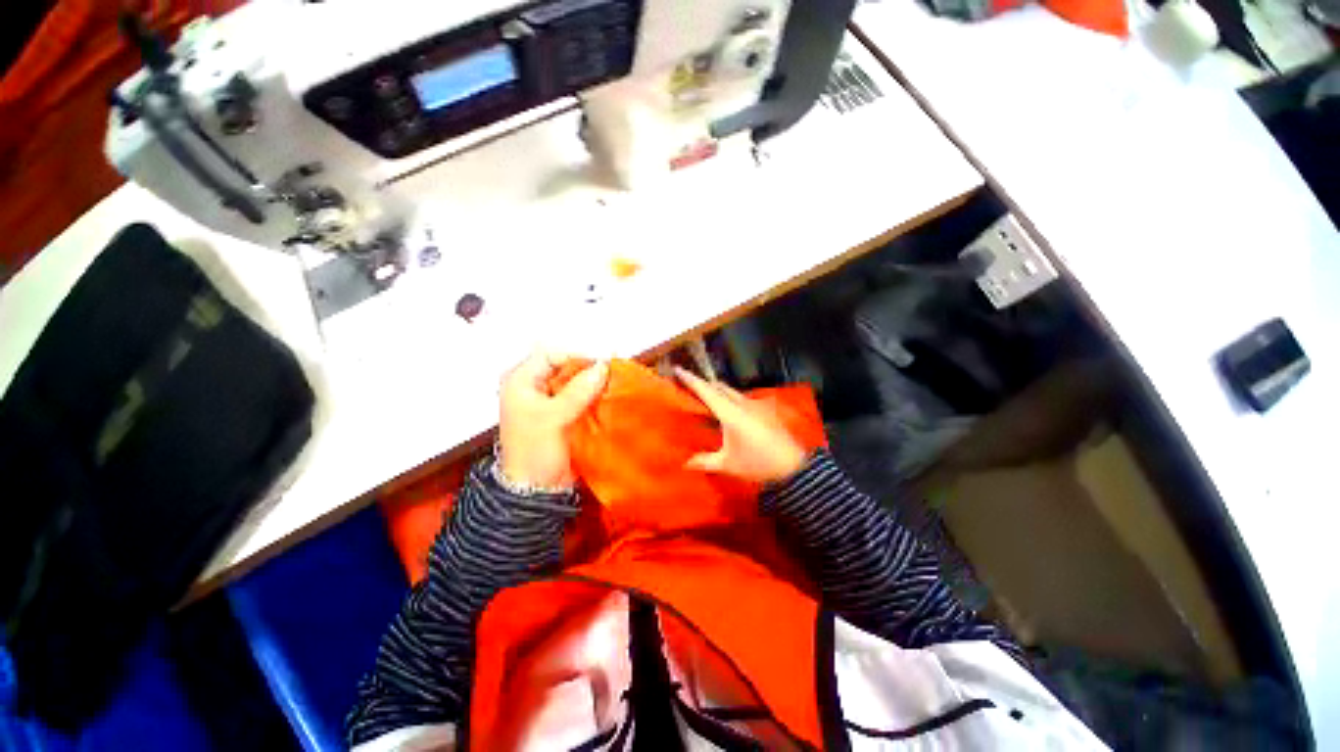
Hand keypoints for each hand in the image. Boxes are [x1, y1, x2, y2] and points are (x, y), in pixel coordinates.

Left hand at [498, 352, 608, 489]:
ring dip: (594, 385)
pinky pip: (583, 398)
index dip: (577, 357)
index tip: (601, 365)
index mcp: (522, 381)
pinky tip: (609, 400)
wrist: (537, 489)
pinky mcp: (564, 414)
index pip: (552, 355)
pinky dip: (595, 398)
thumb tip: (603, 366)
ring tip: (614, 387)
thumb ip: (578, 390)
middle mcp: (536, 387)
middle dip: (589, 371)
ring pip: (577, 383)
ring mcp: (551, 401)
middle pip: (567, 368)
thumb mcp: (553, 417)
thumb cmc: (534, 452)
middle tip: (612, 375)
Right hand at [675, 367, 806, 483]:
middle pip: (719, 386)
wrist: (792, 466)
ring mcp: (754, 405)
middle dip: (703, 384)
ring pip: (731, 391)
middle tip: (689, 387)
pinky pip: (740, 398)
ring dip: (717, 391)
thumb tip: (685, 464)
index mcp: (730, 413)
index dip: (691, 379)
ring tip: (705, 399)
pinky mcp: (763, 410)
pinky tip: (726, 412)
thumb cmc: (757, 463)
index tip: (678, 369)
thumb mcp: (727, 464)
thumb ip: (705, 461)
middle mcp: (742, 403)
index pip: (706, 390)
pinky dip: (729, 399)